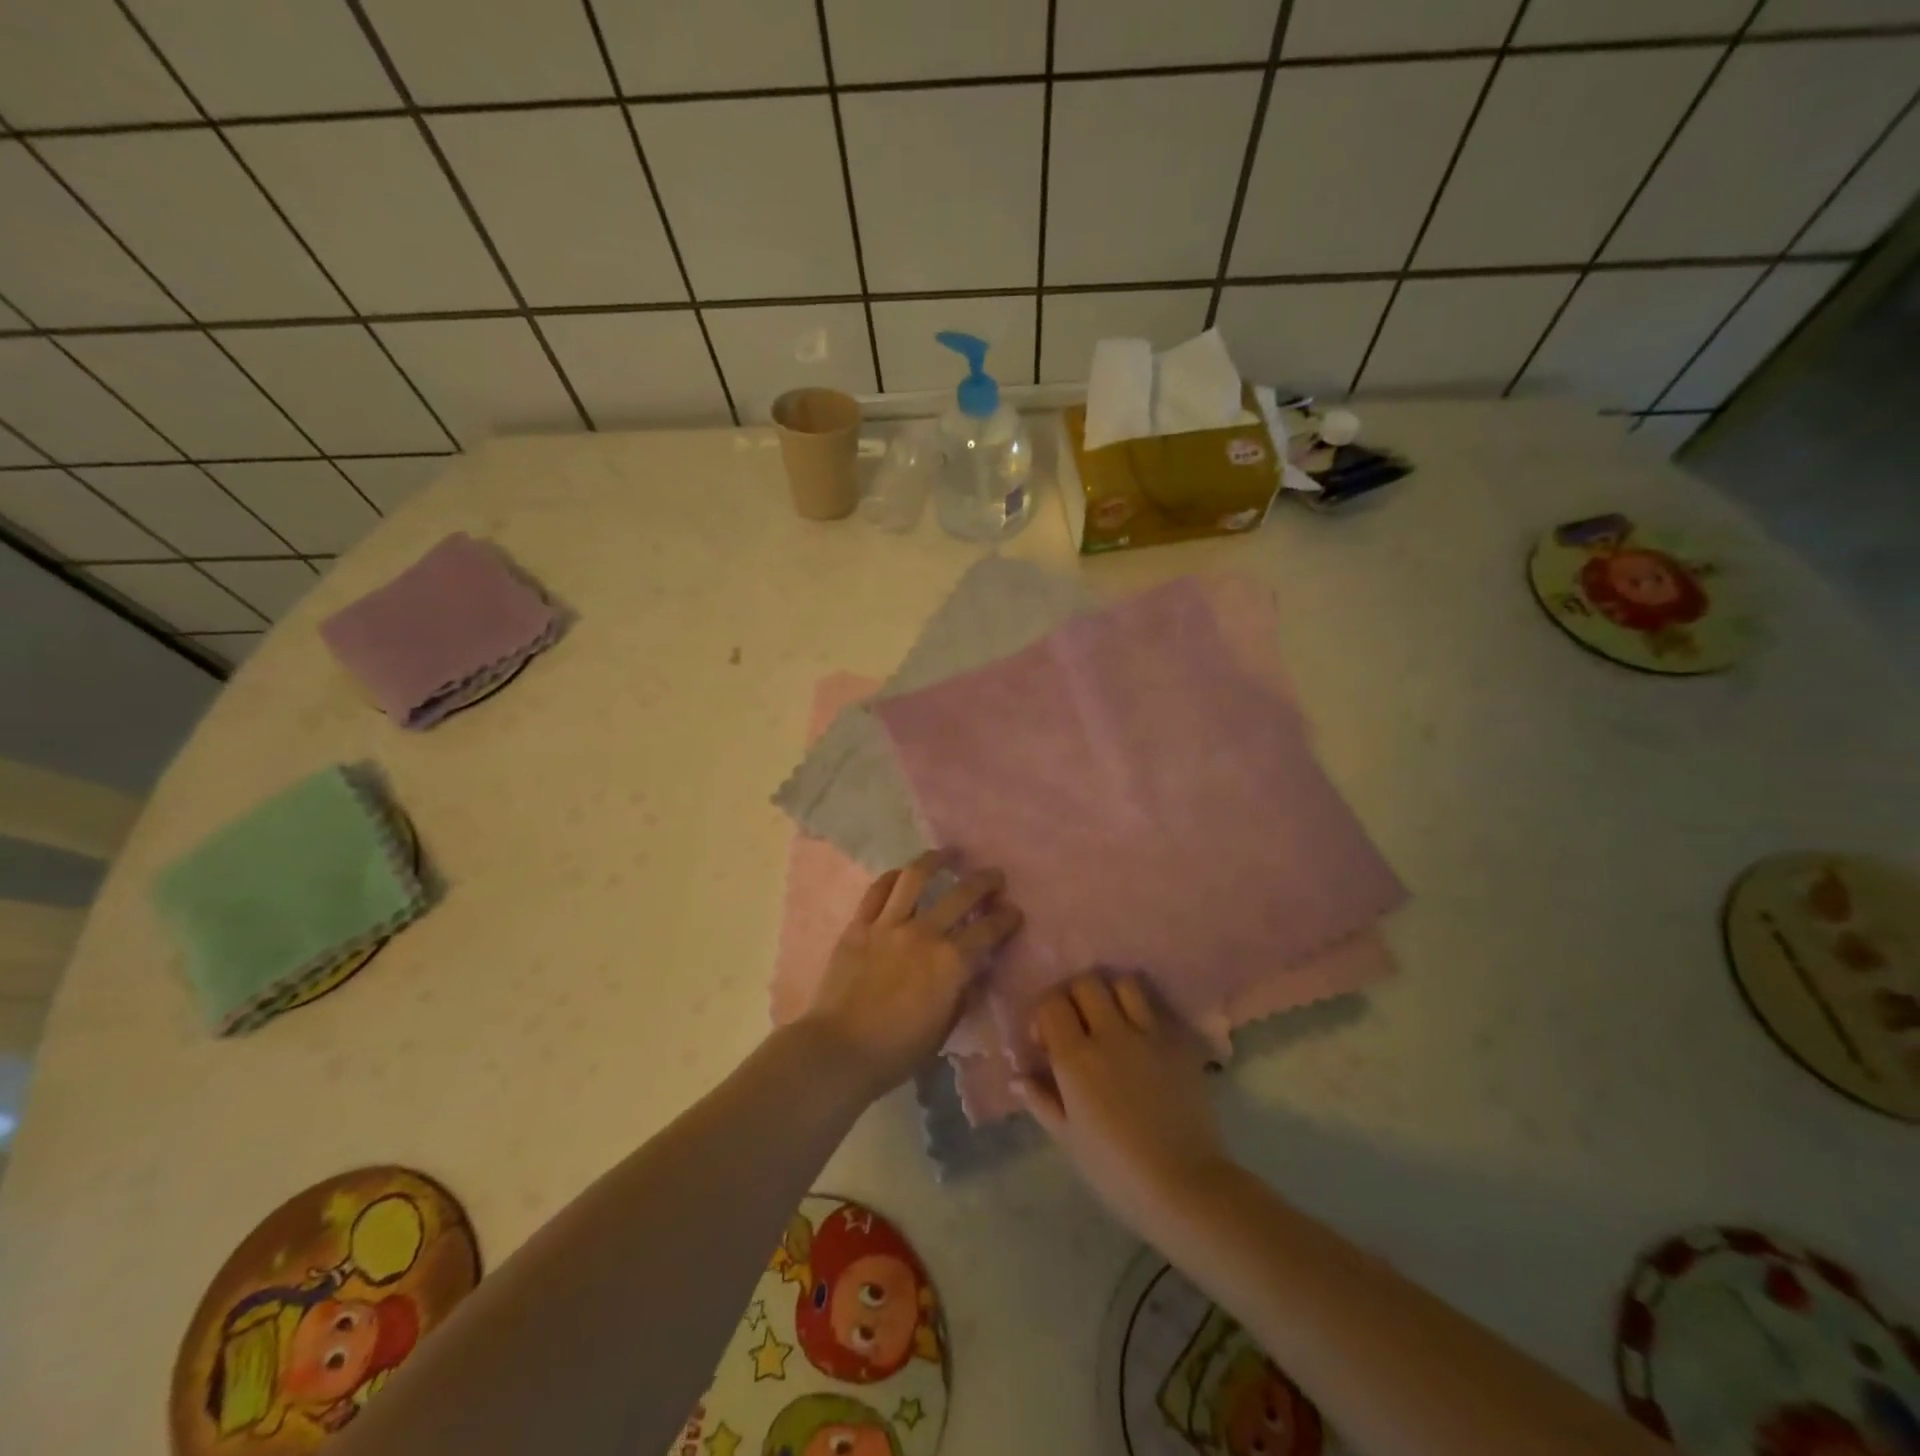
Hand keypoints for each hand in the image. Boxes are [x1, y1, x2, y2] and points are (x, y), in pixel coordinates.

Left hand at [801, 852, 1022, 1101]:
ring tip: (949, 854)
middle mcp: (924, 933)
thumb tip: (973, 968)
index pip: (989, 931)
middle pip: (961, 894)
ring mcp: (889, 924)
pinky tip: (902, 873)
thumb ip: (962, 991)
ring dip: (937, 860)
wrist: (839, 1050)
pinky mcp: (859, 925)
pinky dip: (893, 877)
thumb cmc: (897, 1050)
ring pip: (916, 877)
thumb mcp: (945, 1027)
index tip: (1014, 911)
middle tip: (995, 876)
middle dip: (985, 882)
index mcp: (951, 962)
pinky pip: (877, 891)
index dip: (1006, 918)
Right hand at [1016, 975, 1225, 1234]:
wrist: (1184, 1185)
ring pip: (1125, 984)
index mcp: (1076, 1058)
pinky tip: (1142, 1041)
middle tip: (1077, 1026)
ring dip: (1112, 995)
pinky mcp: (1179, 1043)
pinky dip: (1144, 1015)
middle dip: (1074, 996)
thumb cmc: (1116, 1170)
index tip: (1046, 1041)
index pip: (1051, 1003)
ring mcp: (1149, 1034)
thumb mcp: (1068, 1140)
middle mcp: (1110, 1034)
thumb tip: (1018, 1078)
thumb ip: (1041, 1101)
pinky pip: (1157, 1010)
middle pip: (1086, 982)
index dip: (1043, 1014)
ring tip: (1111, 1021)